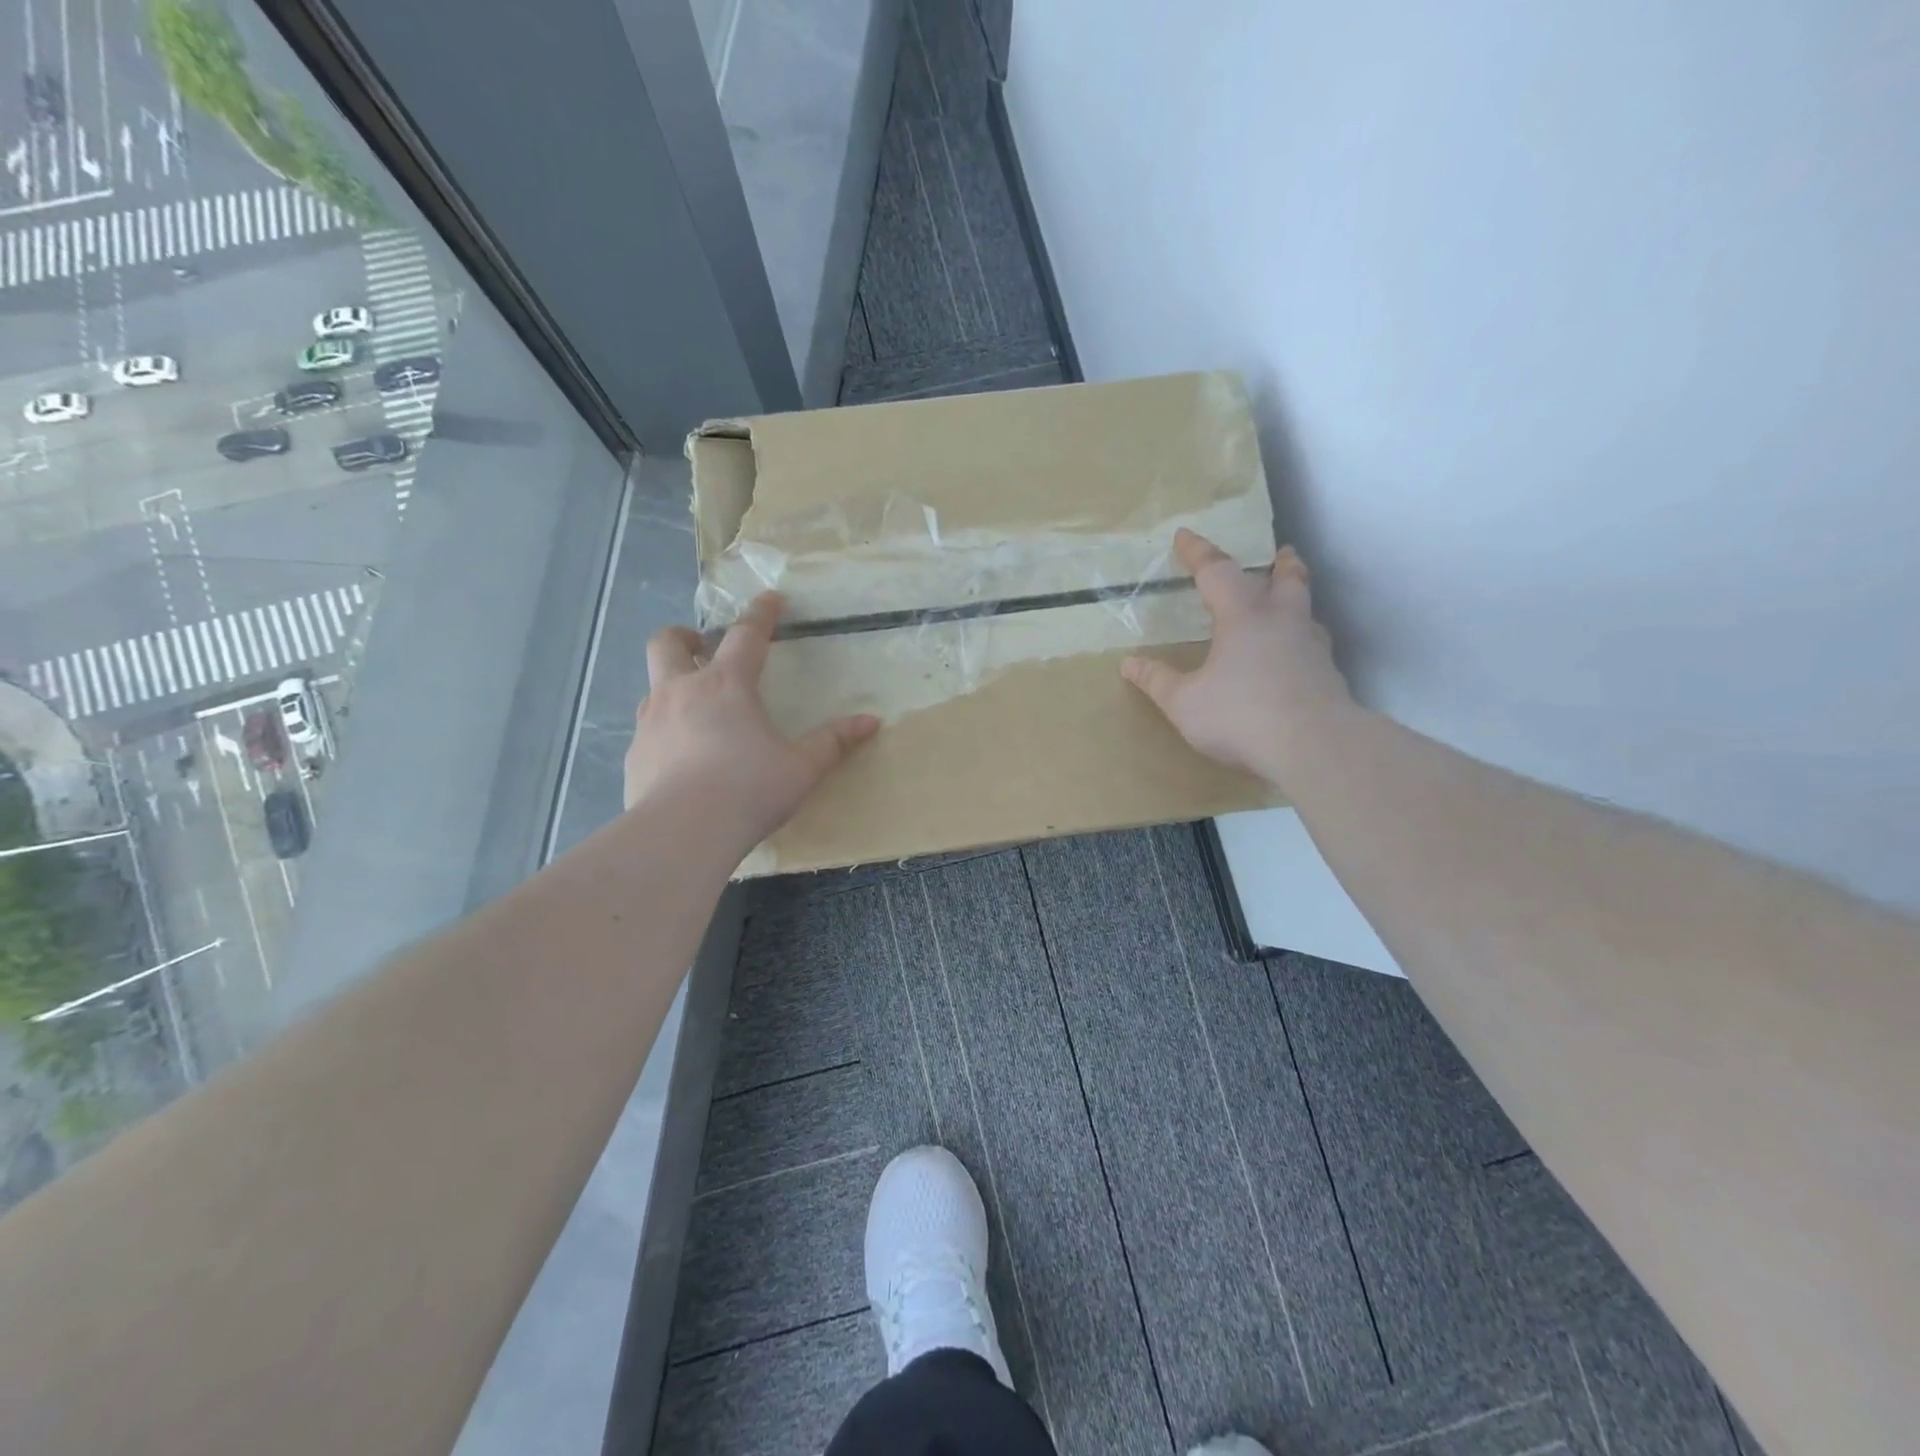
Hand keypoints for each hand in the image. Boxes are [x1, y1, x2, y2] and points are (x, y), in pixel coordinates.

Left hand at [625, 593, 878, 850]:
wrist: (682, 833)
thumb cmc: (749, 790)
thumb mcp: (801, 767)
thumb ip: (833, 742)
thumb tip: (871, 721)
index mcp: (727, 686)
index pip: (746, 635)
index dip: (761, 613)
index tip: (770, 598)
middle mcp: (682, 692)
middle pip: (668, 643)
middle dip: (684, 635)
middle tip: (702, 645)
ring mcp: (650, 722)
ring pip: (653, 686)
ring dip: (673, 686)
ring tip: (695, 710)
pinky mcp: (634, 756)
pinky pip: (647, 731)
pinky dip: (664, 732)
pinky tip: (681, 760)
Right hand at [1122, 529, 1354, 786]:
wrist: (1316, 748)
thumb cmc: (1242, 715)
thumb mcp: (1185, 703)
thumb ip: (1158, 681)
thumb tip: (1129, 664)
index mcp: (1244, 617)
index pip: (1217, 572)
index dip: (1198, 552)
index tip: (1184, 535)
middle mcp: (1283, 623)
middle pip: (1287, 580)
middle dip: (1281, 564)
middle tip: (1282, 553)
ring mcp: (1313, 650)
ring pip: (1306, 613)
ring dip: (1297, 601)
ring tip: (1289, 606)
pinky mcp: (1329, 679)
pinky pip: (1313, 649)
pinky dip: (1302, 643)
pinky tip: (1295, 661)